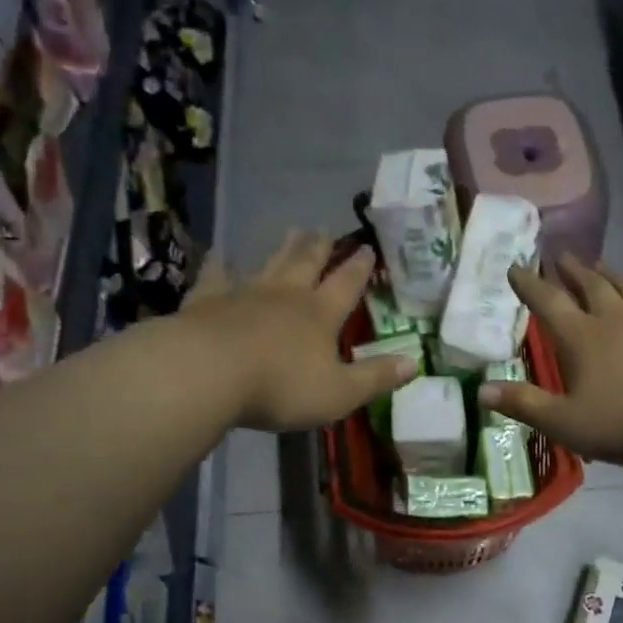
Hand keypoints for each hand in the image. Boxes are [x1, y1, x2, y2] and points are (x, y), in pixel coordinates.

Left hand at [180, 231, 416, 431]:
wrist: (209, 373)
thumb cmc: (281, 387)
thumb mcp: (340, 392)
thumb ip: (376, 377)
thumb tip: (415, 362)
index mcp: (320, 315)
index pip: (346, 285)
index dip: (359, 268)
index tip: (367, 248)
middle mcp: (286, 295)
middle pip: (307, 264)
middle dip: (320, 248)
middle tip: (326, 229)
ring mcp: (244, 293)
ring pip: (269, 263)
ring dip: (283, 248)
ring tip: (292, 230)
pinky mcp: (208, 301)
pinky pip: (216, 276)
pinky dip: (220, 265)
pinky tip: (220, 255)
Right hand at [479, 255, 622, 468]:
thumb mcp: (564, 422)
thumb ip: (524, 404)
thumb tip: (481, 390)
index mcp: (581, 336)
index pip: (548, 301)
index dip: (529, 284)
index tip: (515, 266)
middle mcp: (615, 319)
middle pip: (590, 285)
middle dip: (572, 270)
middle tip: (560, 255)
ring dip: (613, 275)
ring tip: (602, 266)